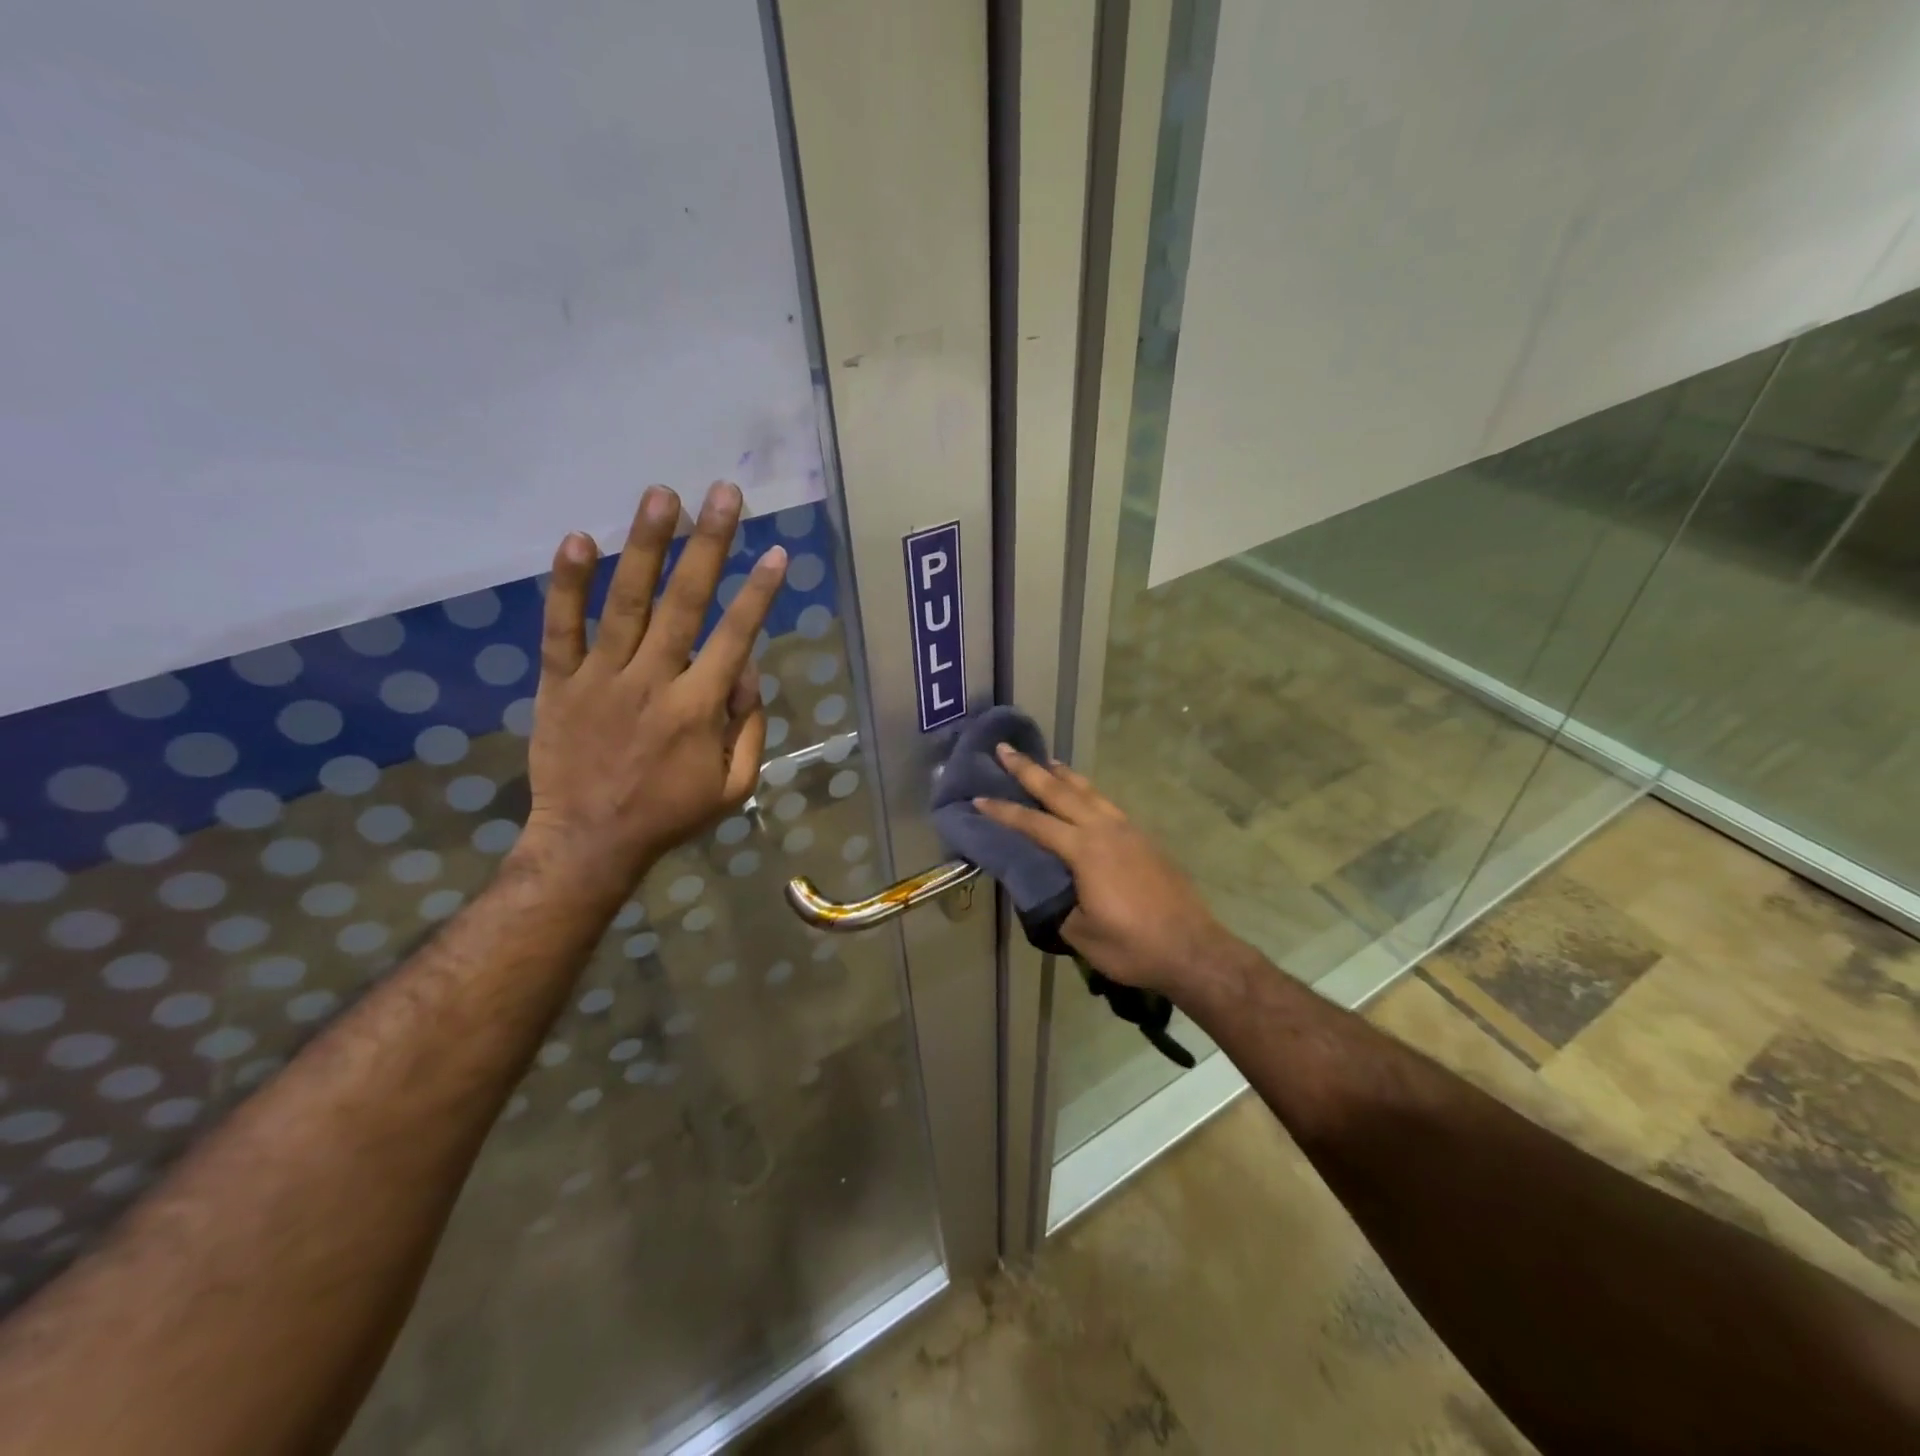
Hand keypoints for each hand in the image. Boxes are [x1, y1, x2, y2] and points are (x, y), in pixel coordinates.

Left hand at [513, 482, 786, 897]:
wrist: (589, 843)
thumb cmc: (670, 815)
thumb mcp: (734, 786)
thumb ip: (749, 726)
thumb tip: (748, 668)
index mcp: (699, 709)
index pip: (736, 637)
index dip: (760, 593)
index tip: (778, 552)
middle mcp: (654, 681)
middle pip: (686, 603)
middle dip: (709, 545)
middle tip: (724, 494)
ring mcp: (601, 679)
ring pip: (628, 603)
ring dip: (646, 546)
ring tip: (661, 495)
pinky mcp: (559, 683)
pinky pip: (561, 628)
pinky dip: (567, 585)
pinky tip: (579, 538)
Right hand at [974, 747, 1236, 995]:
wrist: (1192, 949)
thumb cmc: (1131, 946)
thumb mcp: (1079, 932)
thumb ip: (1052, 902)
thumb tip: (1034, 882)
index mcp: (1084, 851)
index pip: (1034, 823)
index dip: (1003, 811)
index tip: (978, 797)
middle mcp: (1104, 829)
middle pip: (1060, 792)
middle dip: (1029, 770)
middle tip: (1004, 748)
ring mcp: (1128, 830)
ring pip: (1088, 791)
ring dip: (1062, 774)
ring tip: (1045, 760)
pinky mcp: (1143, 838)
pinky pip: (1106, 803)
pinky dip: (1087, 790)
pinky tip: (1084, 793)